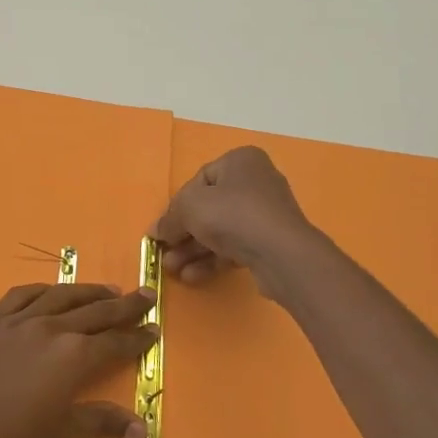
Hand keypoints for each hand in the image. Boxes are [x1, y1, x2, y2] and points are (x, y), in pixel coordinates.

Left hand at [0, 283, 157, 437]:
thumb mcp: (60, 436)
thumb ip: (100, 423)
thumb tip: (141, 428)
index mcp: (72, 356)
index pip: (114, 343)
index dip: (137, 338)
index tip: (154, 330)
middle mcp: (50, 329)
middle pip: (95, 312)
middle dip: (124, 306)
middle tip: (145, 296)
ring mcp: (18, 321)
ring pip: (60, 297)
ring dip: (87, 292)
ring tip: (106, 291)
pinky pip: (21, 296)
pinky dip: (42, 290)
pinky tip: (51, 291)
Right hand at [151, 146, 316, 293]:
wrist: (281, 253)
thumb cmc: (232, 215)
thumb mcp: (189, 208)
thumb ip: (169, 218)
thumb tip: (156, 230)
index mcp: (240, 161)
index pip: (199, 180)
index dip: (177, 206)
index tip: (164, 228)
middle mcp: (256, 182)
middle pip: (209, 208)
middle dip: (183, 234)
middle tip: (165, 253)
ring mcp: (265, 214)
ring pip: (220, 231)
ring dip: (193, 250)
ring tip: (172, 270)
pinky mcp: (270, 242)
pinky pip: (234, 247)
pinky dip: (212, 259)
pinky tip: (192, 276)